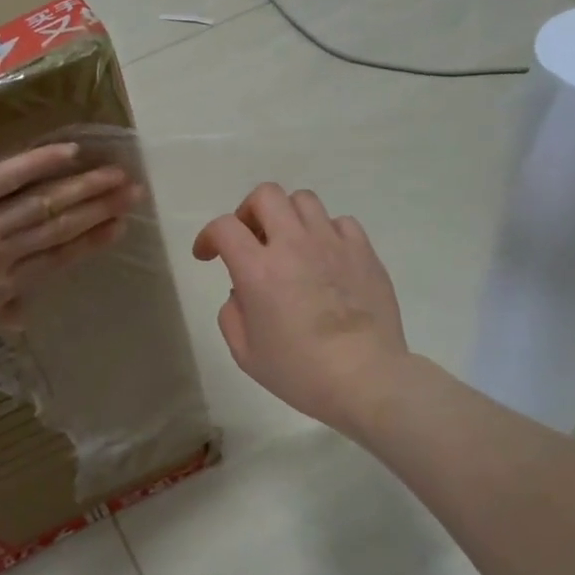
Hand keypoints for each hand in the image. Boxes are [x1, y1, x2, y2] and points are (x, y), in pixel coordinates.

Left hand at [0, 143, 136, 359]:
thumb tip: (22, 317)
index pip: (55, 261)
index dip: (90, 242)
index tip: (118, 227)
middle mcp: (2, 257)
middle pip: (59, 229)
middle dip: (99, 210)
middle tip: (133, 193)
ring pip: (43, 205)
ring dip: (83, 188)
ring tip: (115, 174)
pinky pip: (3, 179)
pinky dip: (38, 164)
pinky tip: (69, 151)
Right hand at [192, 183, 408, 433]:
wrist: (366, 378)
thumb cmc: (300, 372)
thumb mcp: (246, 354)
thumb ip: (232, 315)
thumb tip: (242, 292)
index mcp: (258, 270)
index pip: (225, 227)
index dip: (209, 236)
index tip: (208, 256)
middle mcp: (294, 244)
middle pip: (266, 195)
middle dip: (248, 212)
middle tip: (250, 240)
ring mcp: (332, 243)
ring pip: (304, 200)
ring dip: (288, 217)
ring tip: (289, 245)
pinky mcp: (364, 251)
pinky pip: (340, 222)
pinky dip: (325, 232)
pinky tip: (325, 257)